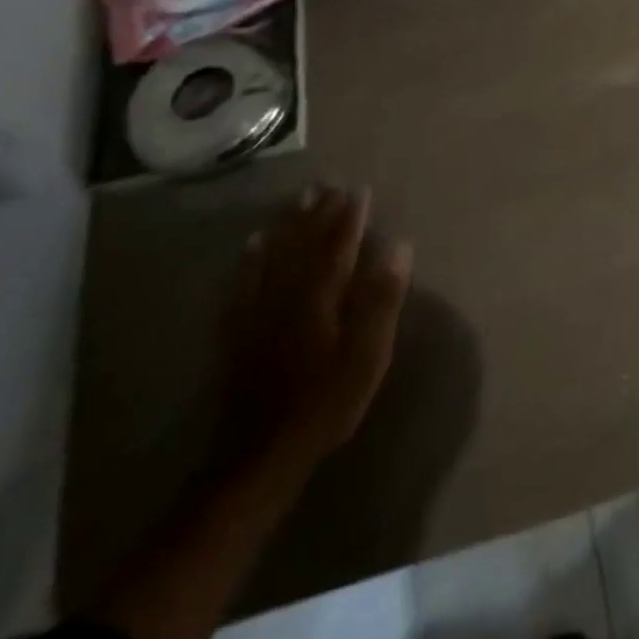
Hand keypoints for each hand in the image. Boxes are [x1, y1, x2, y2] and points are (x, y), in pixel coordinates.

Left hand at [220, 184, 412, 468]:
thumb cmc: (326, 404)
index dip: (351, 217)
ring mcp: (259, 311)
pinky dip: (251, 259)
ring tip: (299, 199)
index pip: (339, 246)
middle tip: (329, 184)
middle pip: (305, 244)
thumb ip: (382, 299)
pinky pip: (244, 282)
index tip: (360, 190)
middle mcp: (287, 294)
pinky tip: (253, 242)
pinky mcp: (239, 331)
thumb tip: (398, 247)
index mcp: (321, 297)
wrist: (261, 454)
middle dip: (319, 213)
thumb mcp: (368, 356)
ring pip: (275, 256)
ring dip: (289, 225)